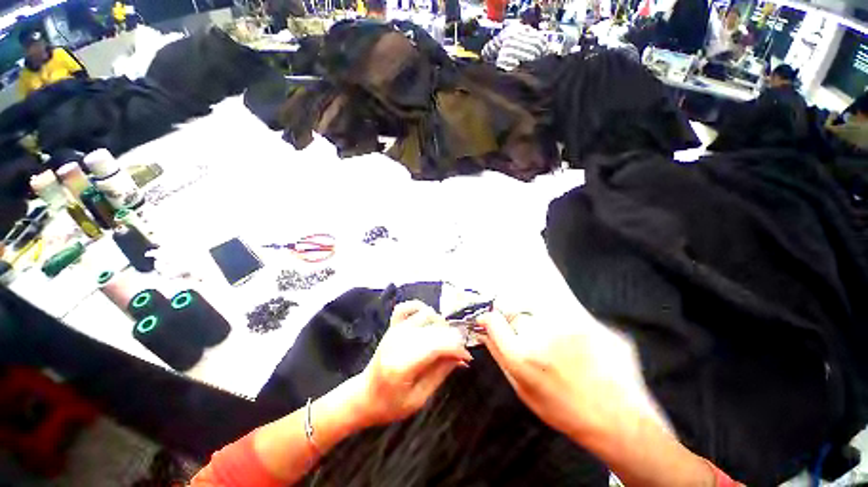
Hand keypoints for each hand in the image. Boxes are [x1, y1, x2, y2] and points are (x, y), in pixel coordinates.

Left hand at [355, 300, 471, 426]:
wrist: (364, 396)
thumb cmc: (390, 404)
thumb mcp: (419, 398)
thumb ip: (441, 373)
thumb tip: (461, 356)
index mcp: (402, 364)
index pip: (438, 344)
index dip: (458, 348)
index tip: (467, 358)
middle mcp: (399, 340)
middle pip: (435, 328)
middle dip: (452, 338)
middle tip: (457, 353)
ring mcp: (395, 330)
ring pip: (426, 314)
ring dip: (440, 325)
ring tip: (443, 340)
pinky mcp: (392, 325)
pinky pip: (407, 307)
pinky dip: (420, 308)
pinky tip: (427, 320)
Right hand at [477, 309, 667, 441]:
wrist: (618, 419)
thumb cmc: (565, 409)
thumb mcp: (523, 389)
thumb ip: (500, 355)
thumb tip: (484, 330)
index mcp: (521, 356)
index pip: (493, 320)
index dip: (490, 319)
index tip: (492, 321)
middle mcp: (542, 335)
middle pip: (517, 313)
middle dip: (519, 324)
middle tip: (535, 342)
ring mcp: (568, 325)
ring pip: (540, 308)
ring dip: (541, 321)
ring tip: (558, 344)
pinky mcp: (590, 321)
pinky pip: (565, 309)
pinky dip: (563, 320)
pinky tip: (574, 341)